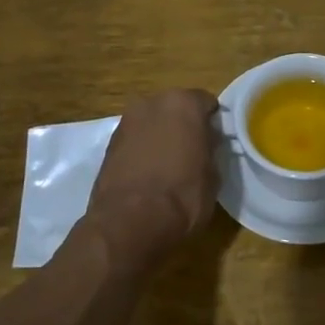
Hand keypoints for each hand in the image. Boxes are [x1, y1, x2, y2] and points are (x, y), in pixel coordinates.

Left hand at [86, 88, 221, 271]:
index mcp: (183, 103)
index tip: (216, 141)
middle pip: (175, 108)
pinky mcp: (108, 145)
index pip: (206, 102)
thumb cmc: (183, 195)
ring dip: (161, 137)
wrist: (130, 222)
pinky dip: (142, 151)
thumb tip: (205, 145)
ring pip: (152, 123)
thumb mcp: (213, 175)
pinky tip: (149, 174)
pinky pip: (135, 141)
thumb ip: (210, 150)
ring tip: (169, 166)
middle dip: (184, 125)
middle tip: (193, 151)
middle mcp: (152, 103)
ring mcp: (126, 122)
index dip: (213, 122)